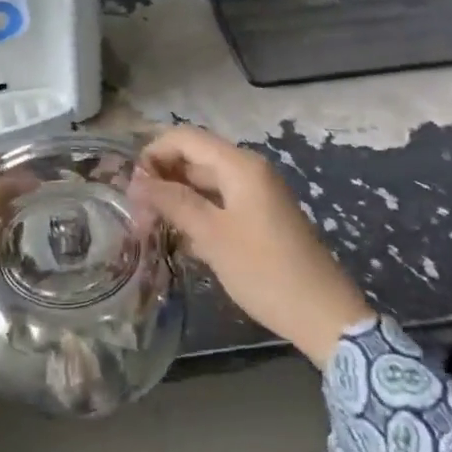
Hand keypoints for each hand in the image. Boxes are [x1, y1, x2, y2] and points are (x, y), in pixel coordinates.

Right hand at [134, 126, 372, 366]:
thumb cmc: (264, 271)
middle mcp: (248, 170)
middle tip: (135, 212)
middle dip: (161, 177)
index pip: (185, 138)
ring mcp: (255, 194)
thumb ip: (173, 202)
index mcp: (240, 166)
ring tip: (149, 227)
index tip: (130, 188)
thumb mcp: (212, 236)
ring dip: (176, 197)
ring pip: (204, 182)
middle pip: (194, 157)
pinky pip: (218, 202)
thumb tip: (137, 181)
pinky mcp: (258, 217)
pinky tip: (178, 239)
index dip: (153, 154)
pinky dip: (195, 213)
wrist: (322, 314)